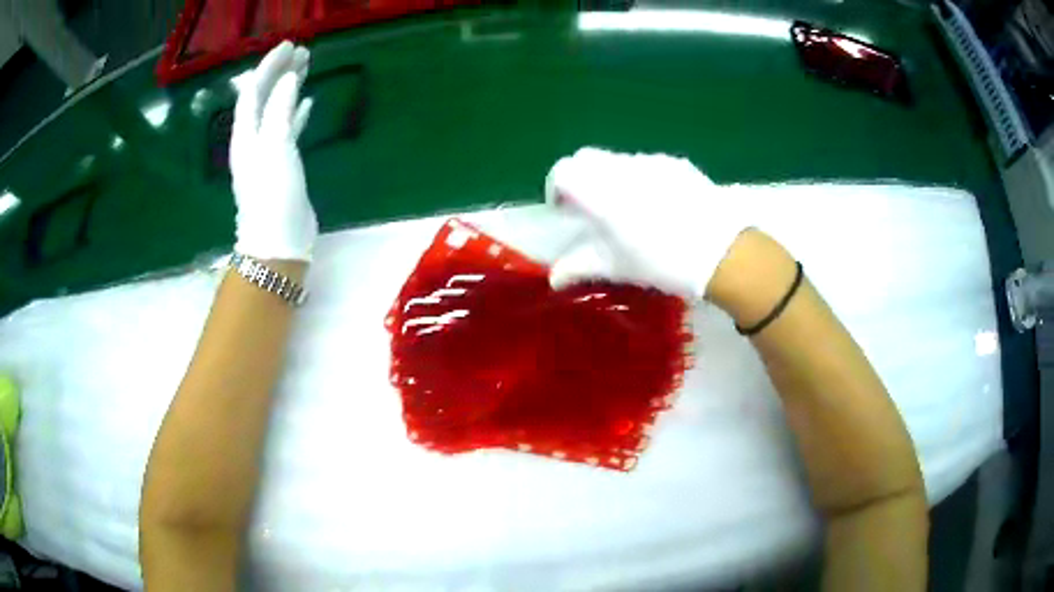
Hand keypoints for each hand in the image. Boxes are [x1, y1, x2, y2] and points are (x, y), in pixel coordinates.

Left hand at [230, 41, 315, 261]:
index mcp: (246, 134)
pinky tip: (307, 102)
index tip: (291, 45)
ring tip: (307, 68)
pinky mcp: (282, 164)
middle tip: (303, 52)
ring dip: (289, 88)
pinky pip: (287, 129)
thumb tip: (289, 78)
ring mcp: (267, 152)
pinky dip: (296, 112)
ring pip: (277, 110)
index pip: (253, 90)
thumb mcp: (275, 147)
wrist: (278, 243)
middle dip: (280, 72)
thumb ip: (280, 110)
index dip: (269, 65)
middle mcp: (253, 139)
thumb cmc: (273, 194)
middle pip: (263, 97)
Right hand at [546, 147, 746, 298]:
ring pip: (616, 160)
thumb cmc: (663, 262)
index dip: (556, 188)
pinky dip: (638, 178)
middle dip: (580, 179)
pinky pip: (645, 163)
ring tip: (629, 209)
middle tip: (591, 208)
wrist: (722, 251)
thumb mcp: (618, 267)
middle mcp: (621, 169)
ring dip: (609, 178)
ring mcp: (650, 162)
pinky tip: (658, 205)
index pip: (563, 171)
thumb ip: (580, 267)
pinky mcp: (674, 163)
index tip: (566, 211)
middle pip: (586, 159)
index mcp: (601, 193)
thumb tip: (554, 278)